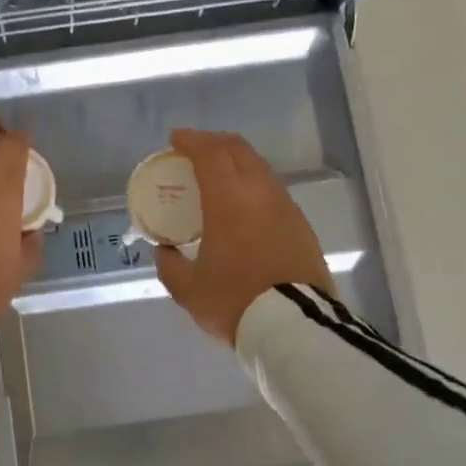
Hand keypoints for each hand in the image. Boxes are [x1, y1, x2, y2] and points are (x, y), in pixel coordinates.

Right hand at [154, 128, 333, 345]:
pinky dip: (253, 185)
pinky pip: (273, 191)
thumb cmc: (235, 301)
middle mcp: (260, 193)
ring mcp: (285, 207)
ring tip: (219, 175)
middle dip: (215, 143)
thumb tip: (164, 251)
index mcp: (228, 200)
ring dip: (237, 162)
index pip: (210, 154)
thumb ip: (170, 266)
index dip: (191, 141)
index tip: (176, 139)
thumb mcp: (188, 289)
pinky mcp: (301, 225)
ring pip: (260, 168)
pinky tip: (244, 204)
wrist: (294, 326)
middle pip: (239, 150)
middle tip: (196, 150)